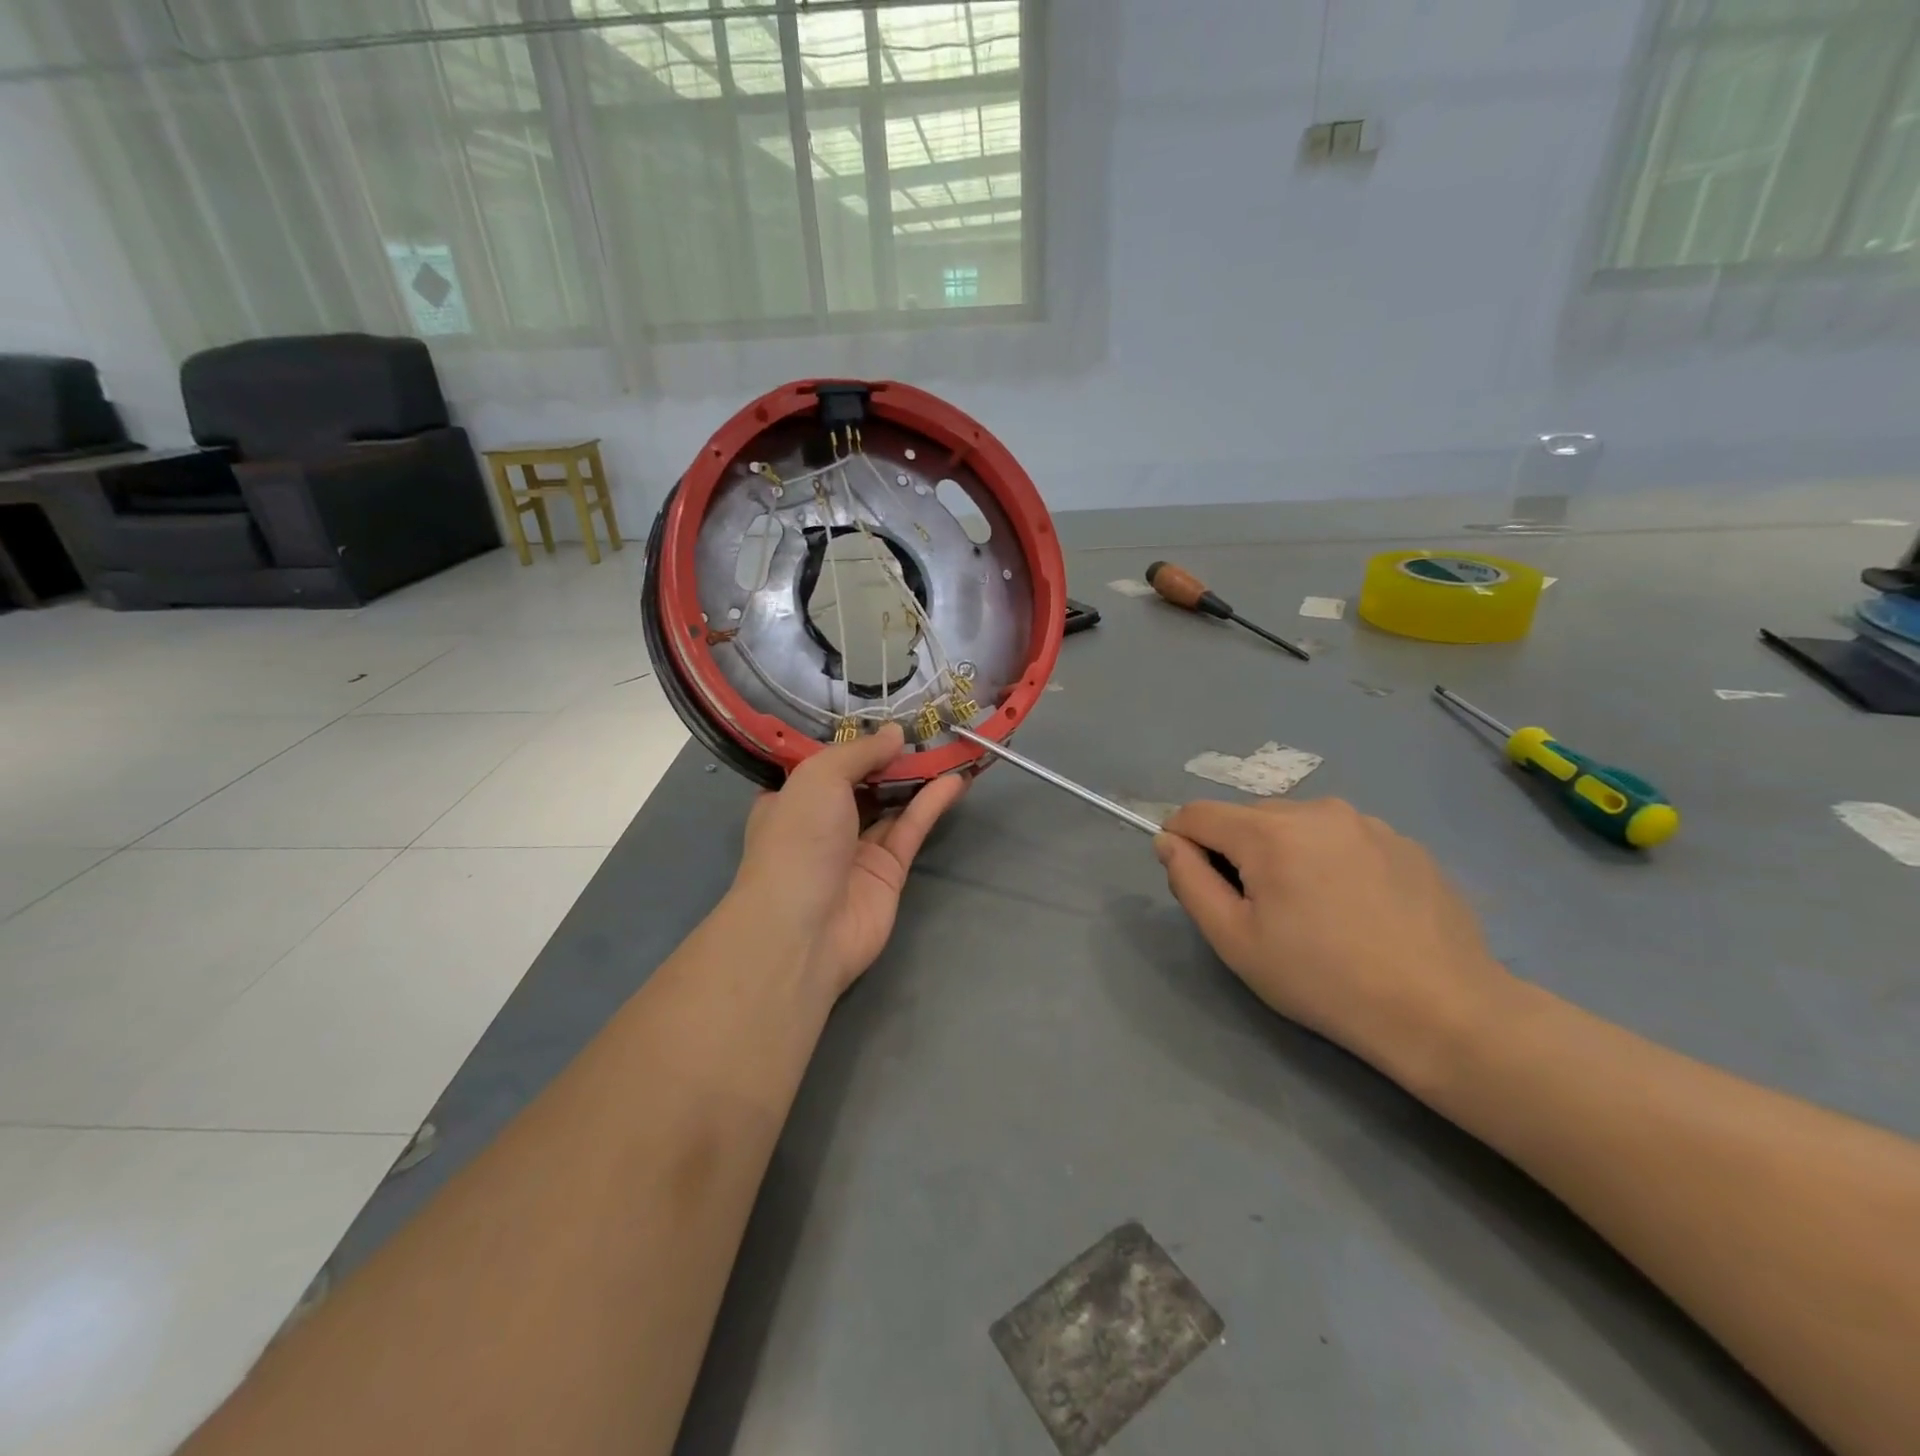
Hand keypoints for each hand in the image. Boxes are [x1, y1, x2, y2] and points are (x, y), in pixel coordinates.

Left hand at [731, 724, 967, 996]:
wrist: (804, 930)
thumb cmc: (798, 840)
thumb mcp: (819, 777)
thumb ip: (860, 751)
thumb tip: (895, 733)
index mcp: (790, 798)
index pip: (821, 763)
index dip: (851, 740)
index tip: (881, 714)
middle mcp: (821, 822)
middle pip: (862, 781)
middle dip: (890, 756)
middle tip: (926, 726)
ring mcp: (856, 849)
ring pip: (892, 803)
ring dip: (918, 777)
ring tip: (950, 746)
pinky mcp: (888, 871)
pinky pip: (911, 829)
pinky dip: (932, 804)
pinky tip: (956, 780)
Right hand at [1155, 798, 1512, 1088]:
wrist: (1442, 1011)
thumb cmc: (1322, 980)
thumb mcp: (1235, 940)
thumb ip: (1189, 881)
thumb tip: (1169, 841)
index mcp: (1270, 832)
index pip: (1198, 813)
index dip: (1183, 842)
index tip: (1200, 884)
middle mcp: (1317, 810)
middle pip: (1248, 817)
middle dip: (1238, 851)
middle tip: (1261, 910)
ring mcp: (1367, 822)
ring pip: (1297, 824)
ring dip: (1286, 853)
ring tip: (1314, 910)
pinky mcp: (1404, 842)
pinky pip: (1343, 837)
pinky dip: (1331, 860)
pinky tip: (1357, 909)